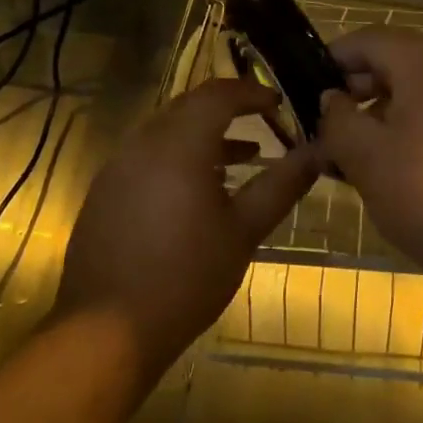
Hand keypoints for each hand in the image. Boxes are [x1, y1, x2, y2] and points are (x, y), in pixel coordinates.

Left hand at [52, 78, 318, 380]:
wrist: (107, 330)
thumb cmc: (186, 277)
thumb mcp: (244, 230)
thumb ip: (281, 185)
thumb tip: (317, 152)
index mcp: (179, 144)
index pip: (218, 94)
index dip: (252, 92)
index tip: (279, 103)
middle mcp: (143, 143)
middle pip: (190, 106)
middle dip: (229, 109)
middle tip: (264, 123)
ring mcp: (118, 166)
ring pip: (168, 130)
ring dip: (205, 134)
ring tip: (243, 157)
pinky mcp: (105, 190)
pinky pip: (148, 155)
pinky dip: (179, 156)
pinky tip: (199, 190)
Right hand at [315, 27, 422, 279]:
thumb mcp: (365, 155)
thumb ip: (338, 119)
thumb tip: (331, 99)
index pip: (371, 39)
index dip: (335, 57)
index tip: (307, 82)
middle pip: (399, 64)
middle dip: (359, 91)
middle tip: (328, 123)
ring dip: (385, 115)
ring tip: (355, 153)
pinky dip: (416, 132)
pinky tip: (396, 169)